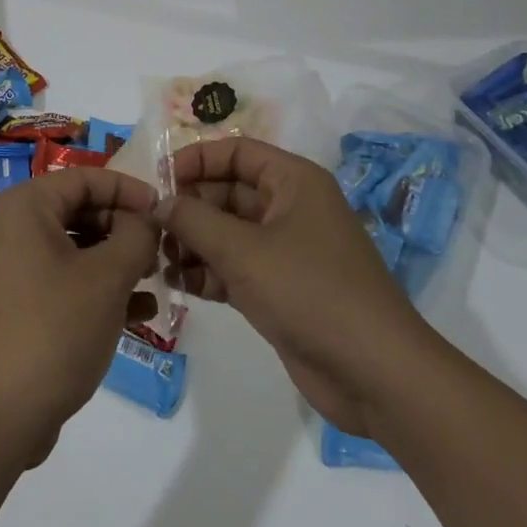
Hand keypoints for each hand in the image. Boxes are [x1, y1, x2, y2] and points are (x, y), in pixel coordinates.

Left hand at [0, 168, 160, 466]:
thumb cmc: (53, 331)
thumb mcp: (107, 279)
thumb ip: (135, 237)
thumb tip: (146, 220)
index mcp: (23, 207)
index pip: (84, 178)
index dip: (128, 189)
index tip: (164, 209)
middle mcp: (7, 227)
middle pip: (76, 210)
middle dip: (122, 228)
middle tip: (160, 251)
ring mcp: (5, 268)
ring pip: (71, 248)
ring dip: (114, 261)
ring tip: (154, 281)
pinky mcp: (10, 304)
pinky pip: (58, 280)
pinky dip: (93, 288)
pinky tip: (136, 313)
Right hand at [154, 138, 436, 435]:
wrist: (375, 374)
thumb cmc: (310, 292)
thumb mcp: (244, 250)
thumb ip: (194, 220)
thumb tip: (158, 203)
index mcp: (293, 181)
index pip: (236, 151)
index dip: (195, 160)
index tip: (158, 181)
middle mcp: (290, 208)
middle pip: (227, 191)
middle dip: (189, 207)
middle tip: (150, 228)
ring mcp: (286, 251)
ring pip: (227, 232)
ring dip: (193, 242)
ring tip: (159, 259)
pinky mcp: (280, 289)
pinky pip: (234, 267)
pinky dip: (207, 272)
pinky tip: (177, 284)